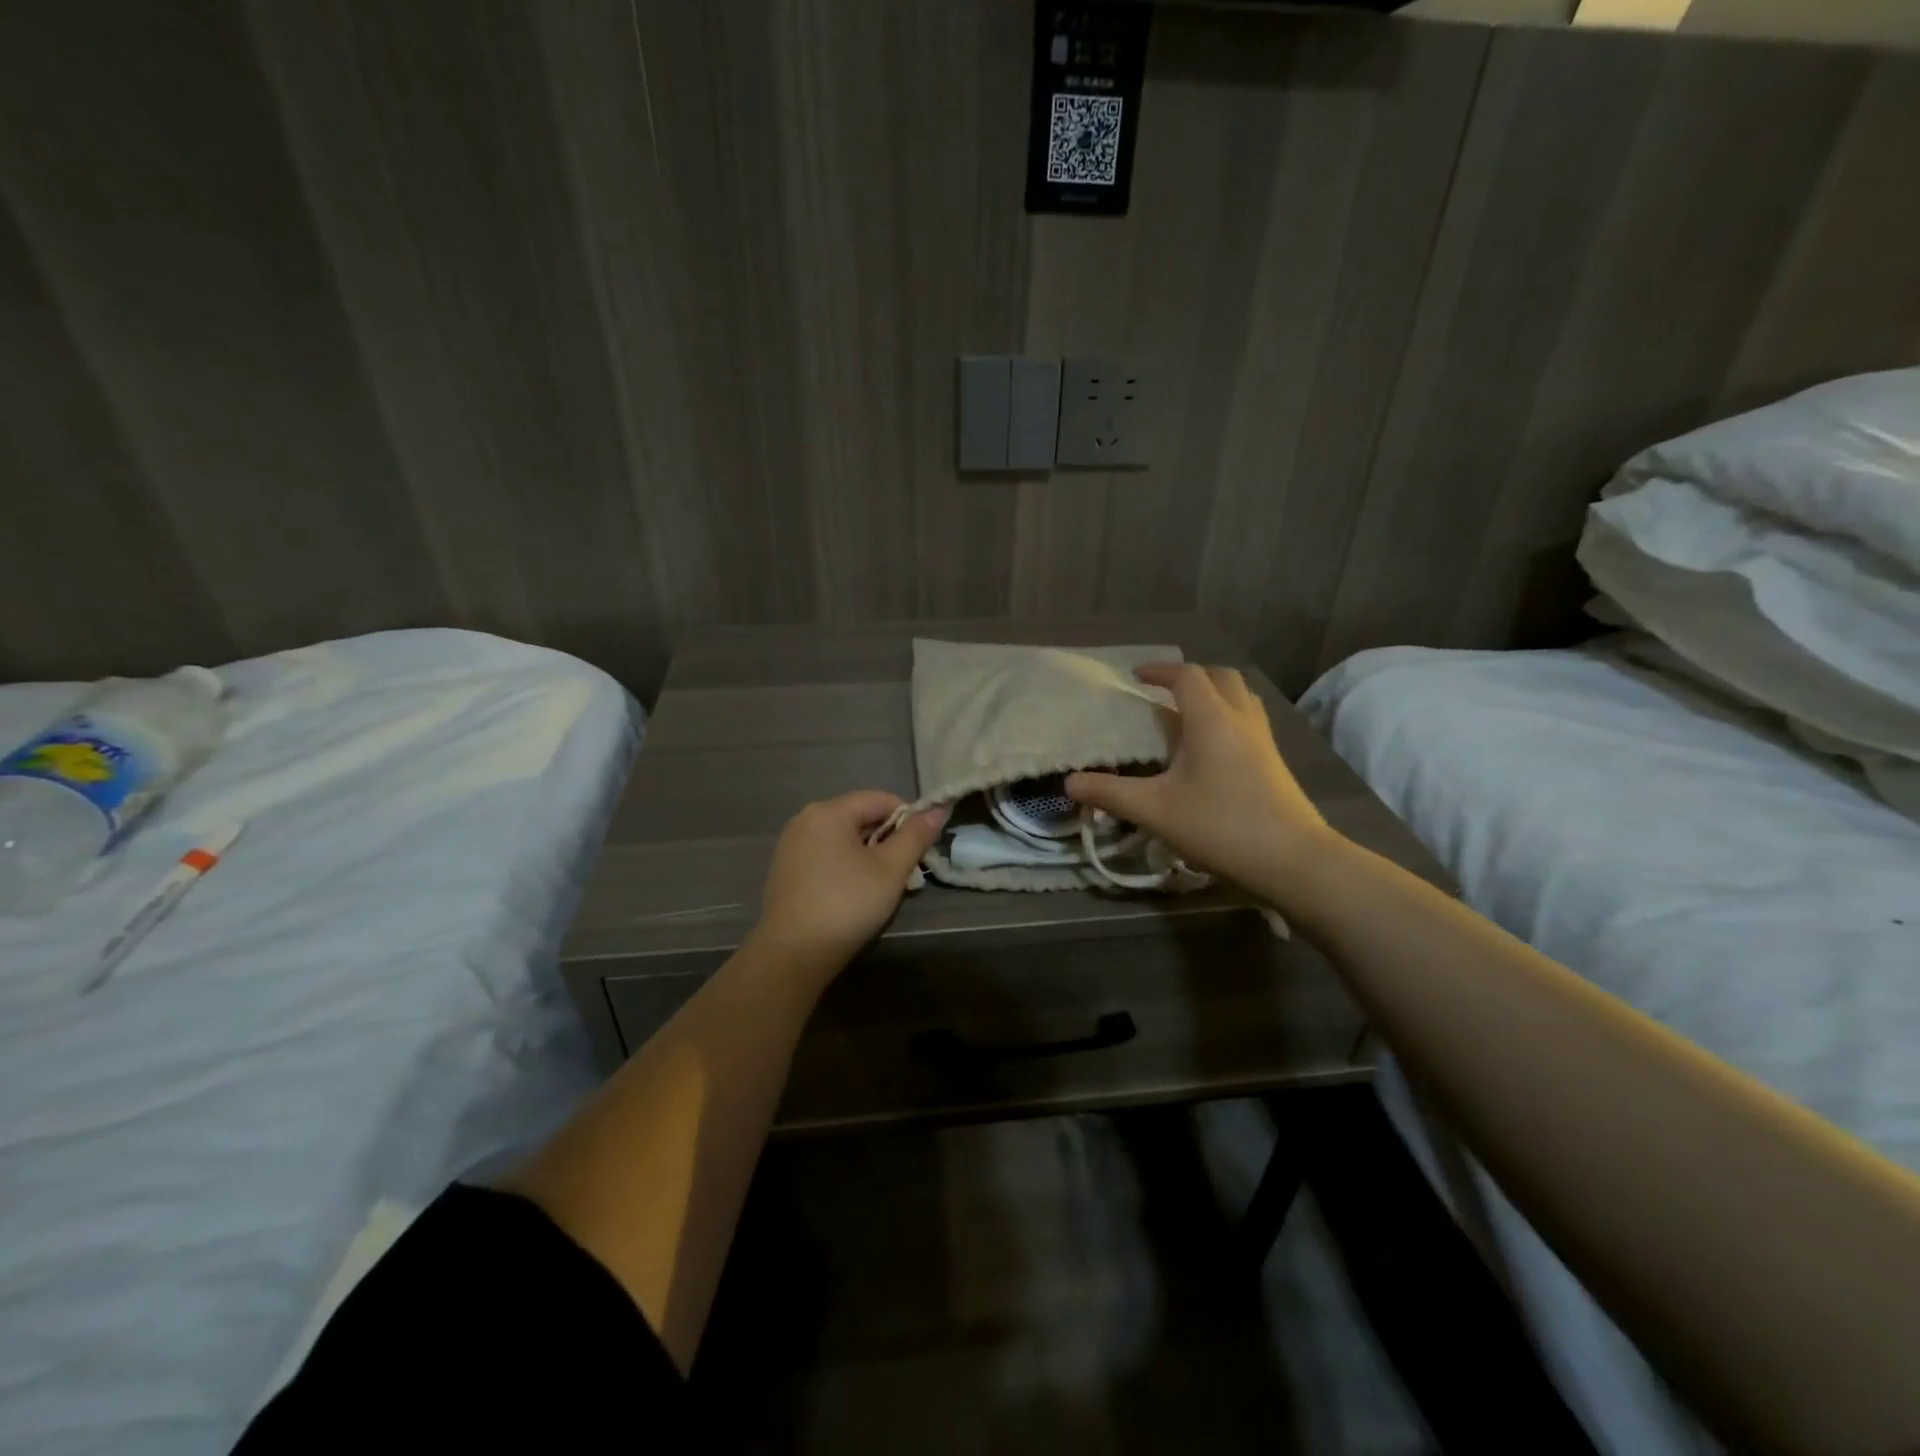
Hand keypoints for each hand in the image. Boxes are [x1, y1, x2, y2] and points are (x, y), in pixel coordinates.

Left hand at [748, 790, 947, 978]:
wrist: (793, 954)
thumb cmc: (846, 904)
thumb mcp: (890, 869)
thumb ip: (915, 836)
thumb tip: (937, 809)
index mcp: (828, 812)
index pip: (879, 799)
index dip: (908, 818)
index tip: (922, 846)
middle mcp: (804, 820)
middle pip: (859, 817)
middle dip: (888, 839)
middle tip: (907, 871)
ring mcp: (791, 846)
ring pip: (843, 839)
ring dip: (869, 855)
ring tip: (884, 885)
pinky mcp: (785, 871)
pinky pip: (826, 856)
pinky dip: (846, 866)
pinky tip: (855, 894)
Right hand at [1066, 663, 1338, 898]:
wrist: (1292, 859)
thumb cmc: (1219, 826)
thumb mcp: (1155, 811)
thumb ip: (1110, 794)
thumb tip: (1069, 783)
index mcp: (1210, 719)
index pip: (1186, 676)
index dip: (1159, 670)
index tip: (1136, 676)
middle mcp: (1241, 719)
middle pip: (1220, 676)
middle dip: (1190, 676)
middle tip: (1163, 692)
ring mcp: (1264, 739)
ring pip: (1241, 697)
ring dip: (1214, 694)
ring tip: (1187, 715)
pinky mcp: (1275, 761)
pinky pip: (1250, 720)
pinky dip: (1228, 717)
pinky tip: (1212, 749)